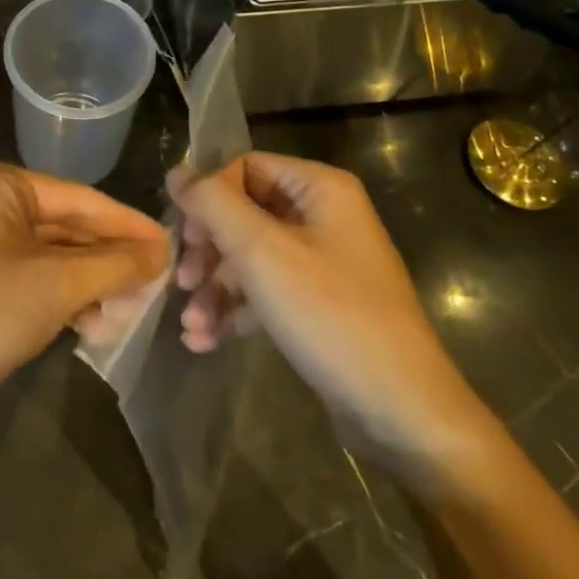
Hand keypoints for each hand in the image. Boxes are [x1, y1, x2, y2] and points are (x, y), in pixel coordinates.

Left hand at [0, 162, 169, 446]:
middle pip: (64, 226)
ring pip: (48, 257)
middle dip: (107, 258)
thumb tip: (160, 251)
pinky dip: (60, 299)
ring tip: (127, 311)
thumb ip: (113, 264)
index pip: (79, 198)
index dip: (127, 224)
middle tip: (155, 284)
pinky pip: (28, 280)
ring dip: (87, 283)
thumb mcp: (54, 287)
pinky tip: (90, 324)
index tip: (171, 246)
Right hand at [170, 152, 495, 491]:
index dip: (209, 197)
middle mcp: (323, 216)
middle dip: (208, 250)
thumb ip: (213, 205)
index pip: (245, 168)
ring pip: (251, 257)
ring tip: (190, 325)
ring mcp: (322, 262)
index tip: (185, 237)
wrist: (401, 410)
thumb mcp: (262, 252)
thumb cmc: (331, 315)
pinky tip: (205, 340)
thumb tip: (176, 171)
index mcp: (319, 188)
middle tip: (182, 281)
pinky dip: (235, 310)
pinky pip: (266, 291)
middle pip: (244, 213)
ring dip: (215, 287)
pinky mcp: (319, 304)